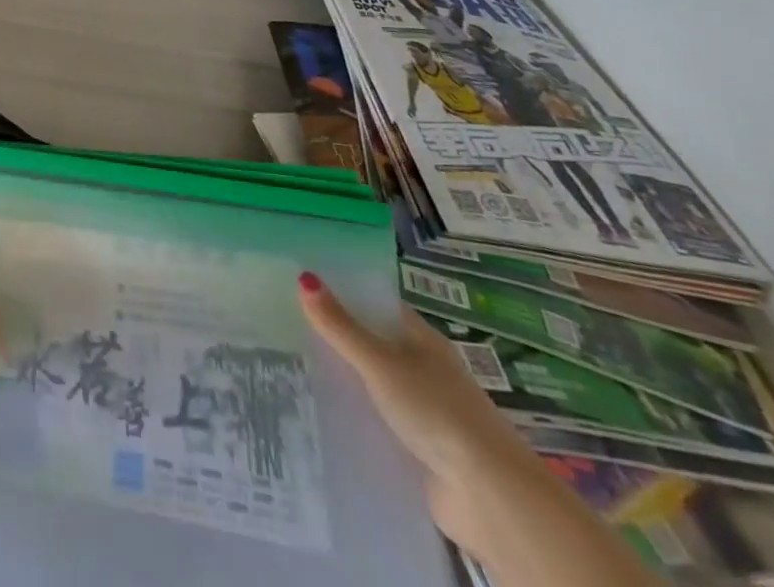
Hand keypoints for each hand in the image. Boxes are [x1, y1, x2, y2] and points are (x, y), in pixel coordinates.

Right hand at [298, 272, 545, 551]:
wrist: (489, 496)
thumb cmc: (436, 411)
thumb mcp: (380, 363)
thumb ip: (341, 326)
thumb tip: (304, 277)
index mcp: (422, 340)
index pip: (377, 304)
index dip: (342, 292)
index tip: (300, 284)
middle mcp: (424, 369)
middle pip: (372, 343)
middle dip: (335, 336)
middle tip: (284, 323)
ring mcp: (423, 409)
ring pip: (372, 382)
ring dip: (343, 378)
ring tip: (291, 364)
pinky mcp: (418, 445)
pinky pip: (377, 419)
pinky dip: (354, 414)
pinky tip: (319, 409)